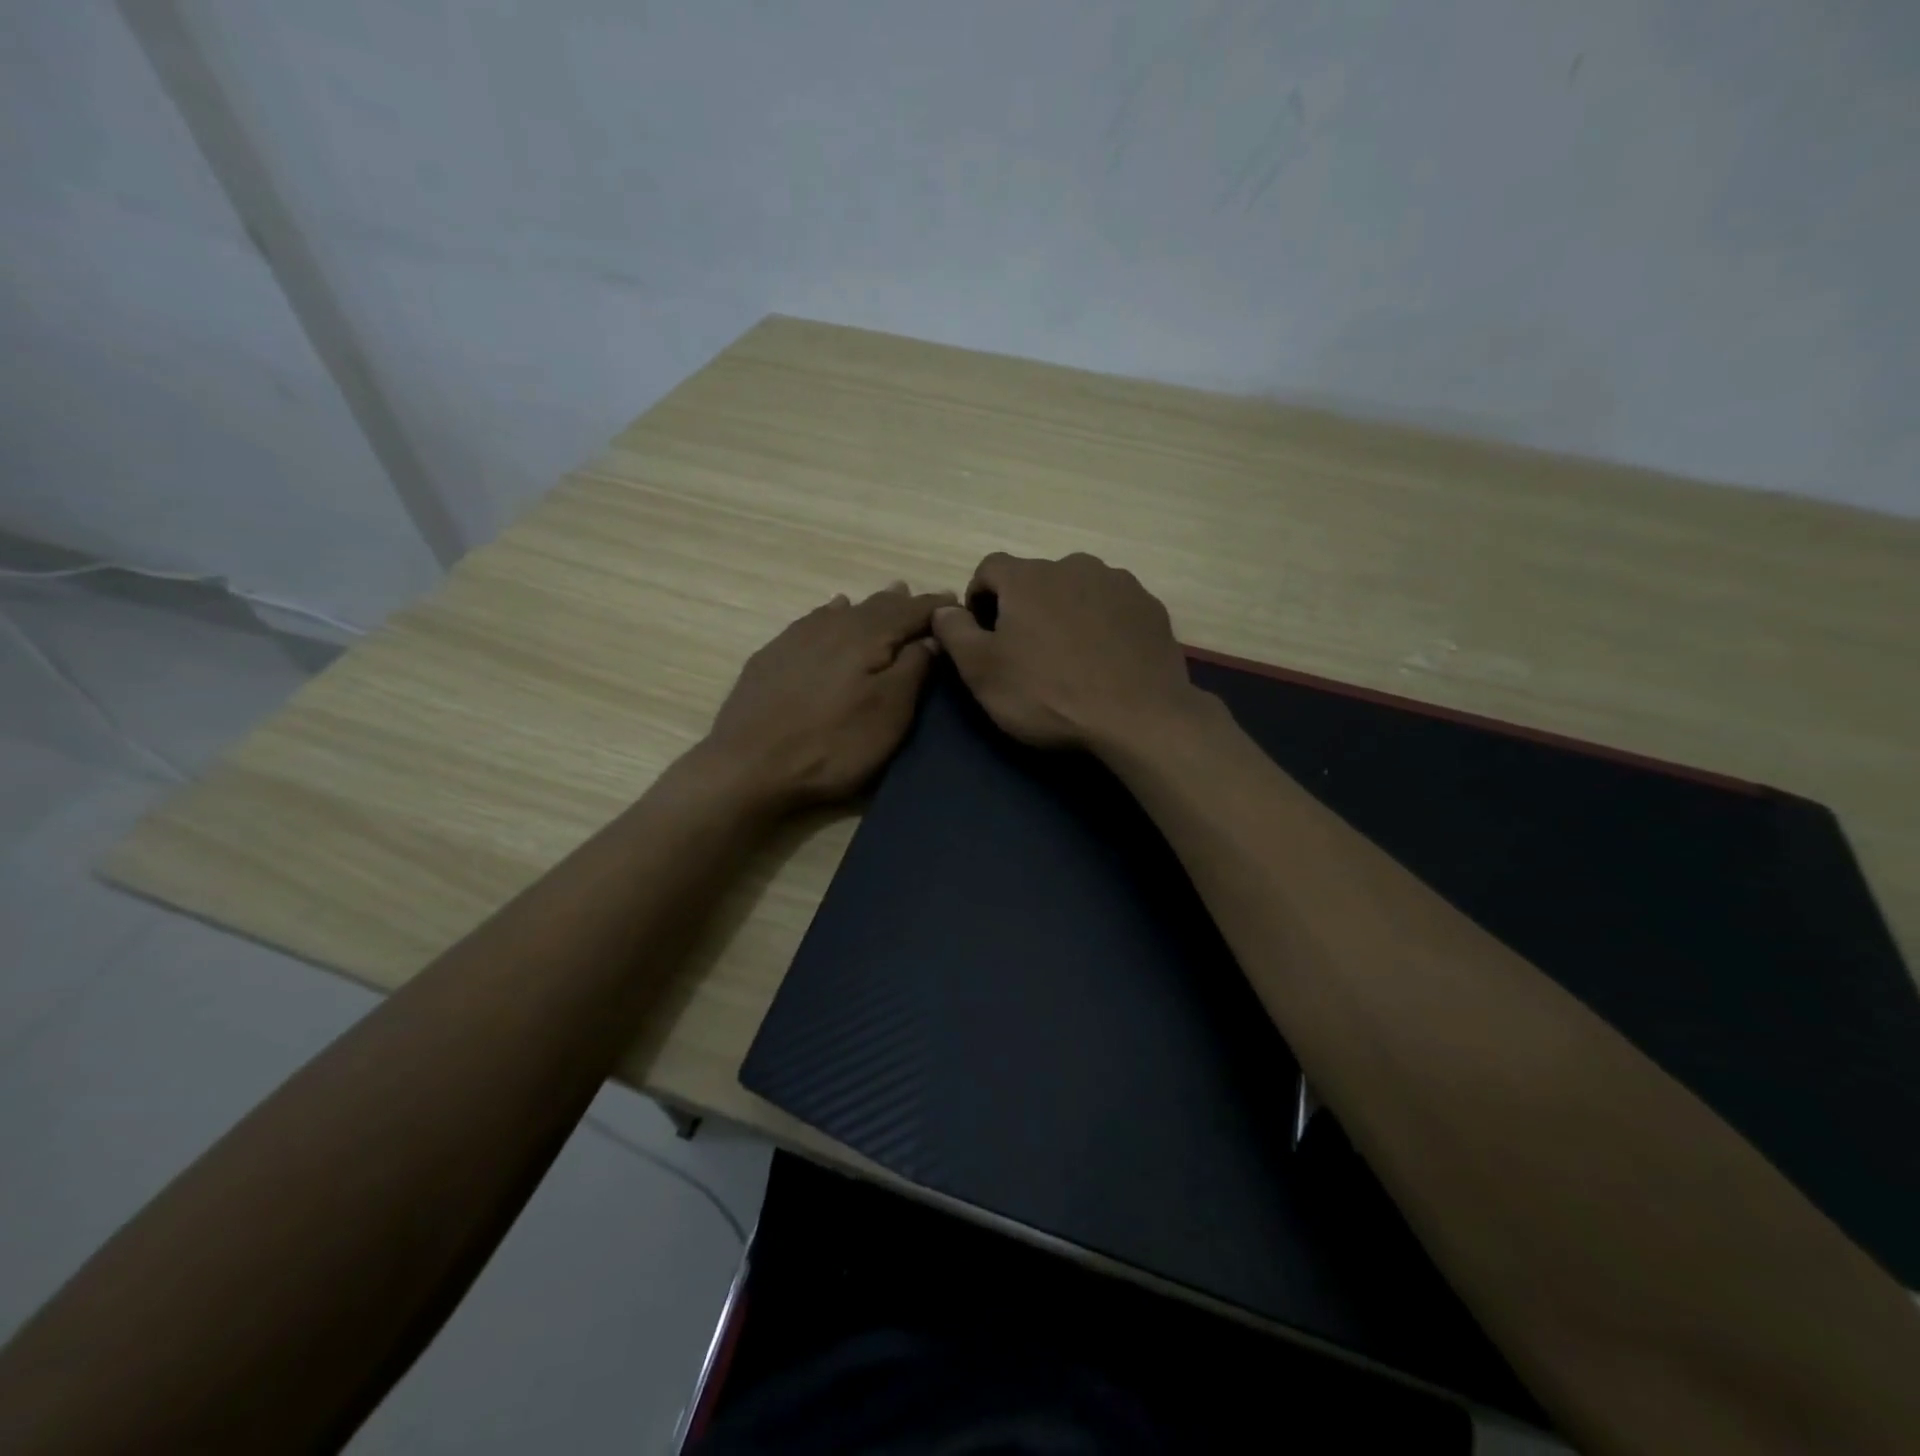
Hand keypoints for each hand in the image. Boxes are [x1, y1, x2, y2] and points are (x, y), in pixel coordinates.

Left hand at [700, 582, 955, 810]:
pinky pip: (814, 621)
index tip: (957, 605)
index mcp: (868, 635)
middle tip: (926, 604)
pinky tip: (833, 612)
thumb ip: (914, 669)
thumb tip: (932, 637)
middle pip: (878, 605)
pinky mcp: (773, 655)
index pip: (912, 611)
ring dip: (871, 606)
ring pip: (844, 610)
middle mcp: (834, 624)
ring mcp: (798, 637)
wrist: (749, 765)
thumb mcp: (889, 713)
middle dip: (905, 603)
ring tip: (889, 597)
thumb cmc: (833, 744)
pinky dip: (833, 613)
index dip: (936, 607)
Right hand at [929, 553, 1206, 752]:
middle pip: (1036, 579)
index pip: (989, 568)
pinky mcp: (1149, 607)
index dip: (979, 598)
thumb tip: (943, 609)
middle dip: (1025, 608)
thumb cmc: (1048, 694)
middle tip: (1027, 652)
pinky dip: (1102, 625)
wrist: (1138, 717)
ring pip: (1077, 591)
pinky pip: (1113, 608)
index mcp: (1028, 576)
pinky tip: (1105, 661)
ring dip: (1065, 614)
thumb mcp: (982, 671)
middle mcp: (1074, 565)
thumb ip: (955, 632)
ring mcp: (1118, 583)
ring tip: (1070, 658)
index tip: (983, 634)